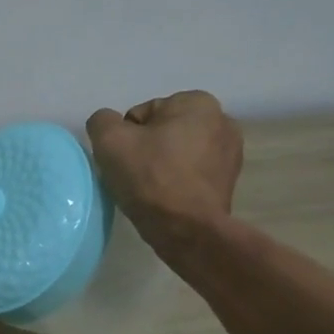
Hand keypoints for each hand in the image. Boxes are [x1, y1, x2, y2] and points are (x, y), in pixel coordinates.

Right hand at [86, 91, 243, 246]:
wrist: (186, 230)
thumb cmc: (150, 178)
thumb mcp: (110, 140)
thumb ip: (102, 121)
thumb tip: (109, 125)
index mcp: (197, 102)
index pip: (142, 114)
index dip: (126, 138)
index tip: (126, 161)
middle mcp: (222, 120)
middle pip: (162, 132)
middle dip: (147, 149)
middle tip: (135, 176)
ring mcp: (230, 152)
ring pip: (177, 153)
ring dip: (162, 165)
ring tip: (150, 190)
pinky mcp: (229, 180)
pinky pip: (191, 173)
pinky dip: (178, 181)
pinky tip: (167, 199)